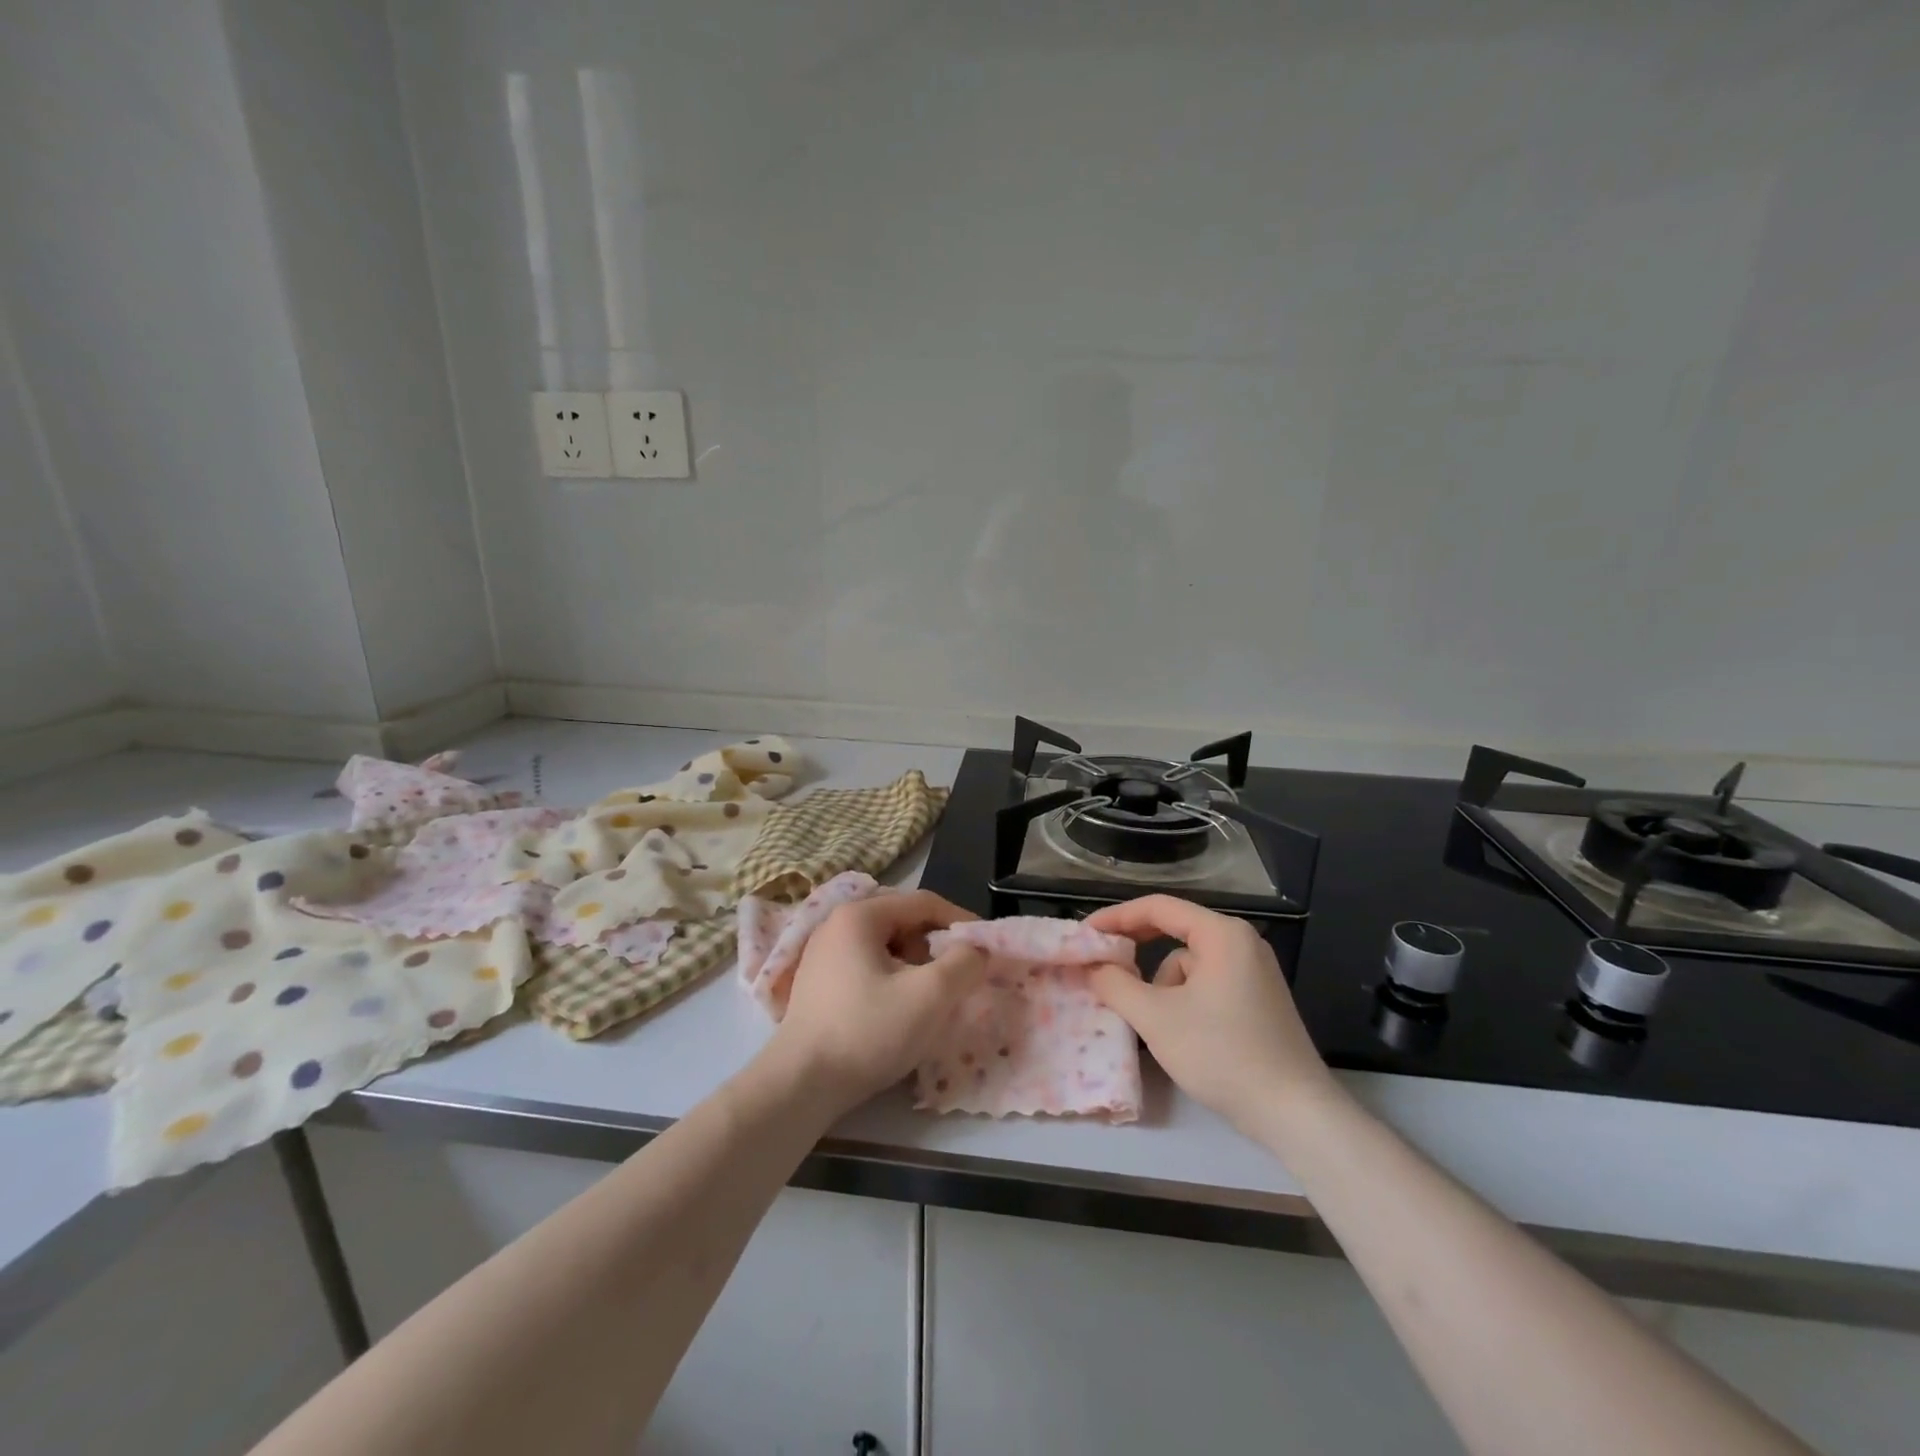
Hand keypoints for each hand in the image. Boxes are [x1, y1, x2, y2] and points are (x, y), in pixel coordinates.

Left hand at [768, 890, 986, 1114]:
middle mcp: (836, 924)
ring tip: (926, 1001)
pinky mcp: (818, 984)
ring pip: (886, 948)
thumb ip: (963, 963)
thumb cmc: (868, 1031)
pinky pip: (866, 968)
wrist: (800, 1085)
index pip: (923, 903)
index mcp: (859, 915)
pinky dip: (891, 981)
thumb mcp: (929, 995)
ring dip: (914, 968)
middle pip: (903, 923)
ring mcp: (822, 955)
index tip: (985, 948)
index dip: (960, 921)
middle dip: (935, 948)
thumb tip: (976, 950)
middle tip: (954, 979)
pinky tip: (896, 1013)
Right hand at [1085, 895, 1334, 1133]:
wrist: (1295, 1114)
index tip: (1084, 935)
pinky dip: (1184, 1000)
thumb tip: (1092, 966)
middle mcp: (1242, 942)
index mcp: (1222, 934)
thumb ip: (1115, 984)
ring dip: (1162, 986)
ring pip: (1188, 964)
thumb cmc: (1223, 1055)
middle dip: (1137, 952)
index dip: (1116, 918)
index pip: (1157, 907)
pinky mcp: (1258, 999)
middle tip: (1102, 967)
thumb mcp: (1156, 1018)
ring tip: (1156, 1025)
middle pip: (1174, 931)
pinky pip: (1207, 982)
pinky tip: (1183, 1035)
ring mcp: (1254, 971)